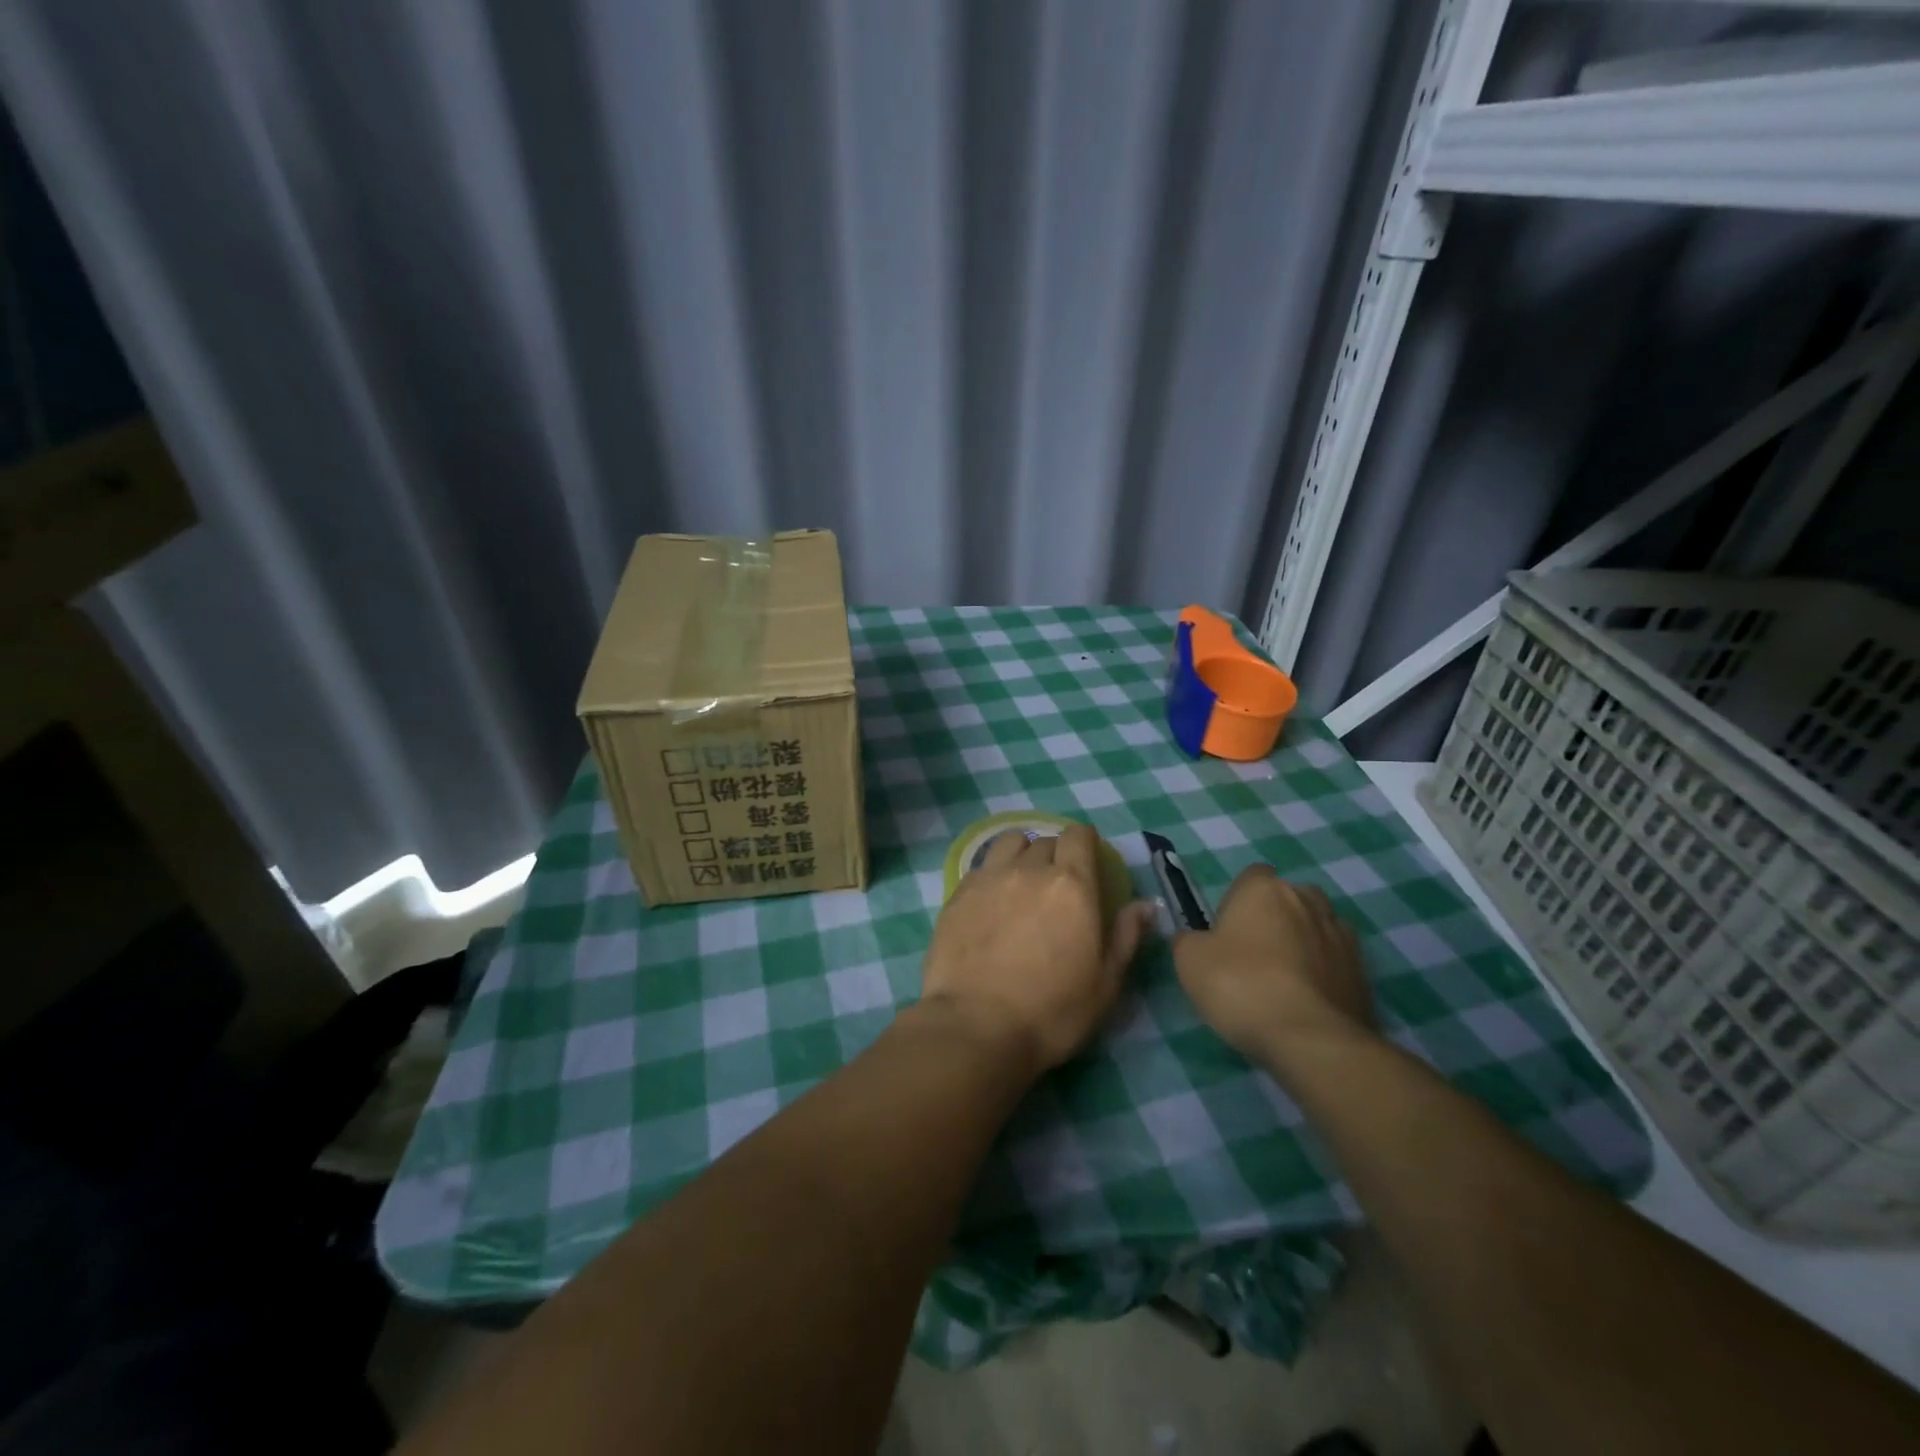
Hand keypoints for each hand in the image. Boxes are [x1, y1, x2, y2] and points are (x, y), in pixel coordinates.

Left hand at [919, 824, 1154, 1075]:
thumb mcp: (1105, 983)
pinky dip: (993, 873)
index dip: (1085, 841)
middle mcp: (1030, 870)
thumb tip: (1146, 904)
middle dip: (1056, 854)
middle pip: (1045, 841)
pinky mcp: (958, 894)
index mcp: (1072, 885)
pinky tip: (992, 899)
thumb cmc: (1052, 1011)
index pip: (1078, 836)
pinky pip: (982, 866)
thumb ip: (1126, 936)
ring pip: (1009, 844)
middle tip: (1058, 883)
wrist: (977, 1026)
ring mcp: (989, 878)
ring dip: (1021, 853)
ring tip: (1022, 879)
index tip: (1087, 857)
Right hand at [1172, 866, 1372, 1062]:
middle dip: (1274, 920)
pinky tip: (1307, 1003)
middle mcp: (1307, 899)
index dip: (1237, 902)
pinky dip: (1324, 973)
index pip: (1252, 877)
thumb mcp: (1189, 961)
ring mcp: (1341, 934)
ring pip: (1315, 929)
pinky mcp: (1363, 971)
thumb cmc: (1240, 985)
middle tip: (1253, 958)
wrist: (1310, 1039)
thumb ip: (1188, 940)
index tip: (1227, 933)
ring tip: (1285, 983)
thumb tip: (1195, 939)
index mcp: (1264, 888)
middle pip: (1287, 900)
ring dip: (1303, 944)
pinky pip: (1336, 962)